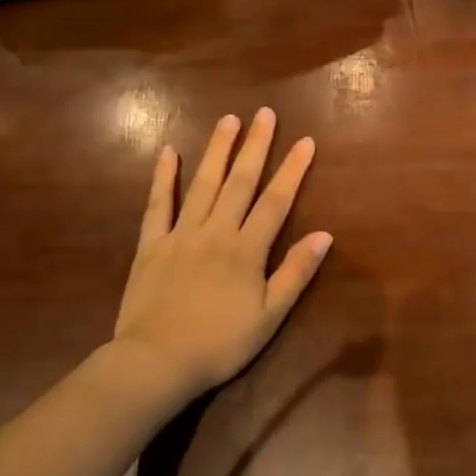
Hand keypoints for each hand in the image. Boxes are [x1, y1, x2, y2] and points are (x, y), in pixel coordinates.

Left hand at [113, 108, 331, 396]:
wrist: (156, 362)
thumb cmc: (219, 344)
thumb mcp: (268, 317)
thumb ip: (295, 273)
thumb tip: (324, 235)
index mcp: (246, 250)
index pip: (276, 201)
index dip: (293, 170)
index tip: (305, 141)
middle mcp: (216, 232)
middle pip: (240, 182)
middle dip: (256, 146)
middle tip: (265, 113)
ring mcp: (181, 234)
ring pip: (203, 184)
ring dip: (217, 150)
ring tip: (229, 120)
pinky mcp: (151, 244)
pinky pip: (157, 205)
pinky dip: (163, 177)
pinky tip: (167, 151)